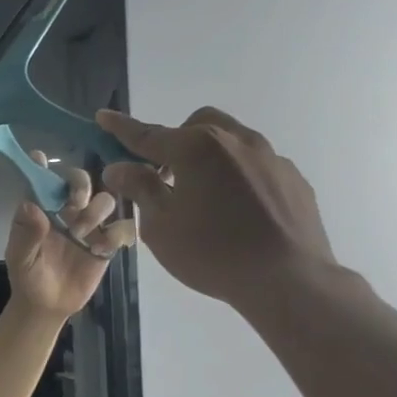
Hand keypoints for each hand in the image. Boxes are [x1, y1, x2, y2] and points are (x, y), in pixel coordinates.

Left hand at [4, 154, 138, 317]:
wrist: (48, 305)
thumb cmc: (28, 277)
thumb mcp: (20, 258)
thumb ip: (25, 234)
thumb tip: (30, 206)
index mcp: (43, 208)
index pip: (43, 179)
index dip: (42, 165)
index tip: (40, 158)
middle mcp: (67, 210)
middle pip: (82, 180)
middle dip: (81, 186)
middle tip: (76, 204)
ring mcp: (90, 225)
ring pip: (106, 199)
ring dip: (96, 211)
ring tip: (81, 236)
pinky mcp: (108, 243)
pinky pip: (122, 227)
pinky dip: (116, 235)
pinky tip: (100, 251)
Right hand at [97, 108, 337, 320]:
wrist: (288, 279)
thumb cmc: (212, 253)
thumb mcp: (161, 226)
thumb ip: (140, 189)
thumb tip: (120, 167)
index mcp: (196, 148)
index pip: (148, 134)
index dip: (122, 128)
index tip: (103, 117)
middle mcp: (235, 140)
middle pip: (197, 126)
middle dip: (176, 140)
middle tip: (165, 176)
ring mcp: (270, 157)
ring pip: (231, 141)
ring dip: (209, 157)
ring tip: (205, 197)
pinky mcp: (293, 178)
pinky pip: (257, 166)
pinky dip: (238, 177)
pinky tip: (238, 212)